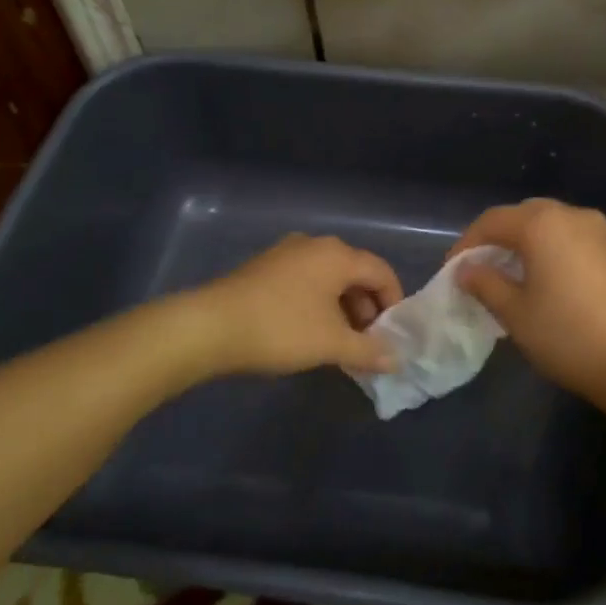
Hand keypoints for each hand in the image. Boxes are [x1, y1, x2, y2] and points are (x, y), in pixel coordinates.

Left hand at [190, 234, 402, 376]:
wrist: (209, 327)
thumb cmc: (281, 329)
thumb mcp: (331, 344)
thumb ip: (368, 350)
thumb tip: (395, 359)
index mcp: (337, 255)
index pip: (381, 272)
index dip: (393, 302)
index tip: (392, 334)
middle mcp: (315, 245)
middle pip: (355, 272)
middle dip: (366, 307)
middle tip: (366, 341)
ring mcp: (286, 253)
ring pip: (328, 277)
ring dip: (342, 307)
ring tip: (338, 341)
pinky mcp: (264, 267)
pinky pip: (305, 280)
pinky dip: (317, 302)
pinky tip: (308, 330)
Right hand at [448, 199, 605, 404]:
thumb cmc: (569, 336)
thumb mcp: (516, 314)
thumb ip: (486, 284)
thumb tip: (466, 270)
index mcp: (543, 224)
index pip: (493, 221)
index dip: (467, 243)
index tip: (453, 271)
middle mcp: (574, 216)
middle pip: (526, 215)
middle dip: (500, 237)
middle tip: (483, 268)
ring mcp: (604, 232)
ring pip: (555, 226)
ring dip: (530, 243)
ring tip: (515, 276)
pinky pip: (577, 241)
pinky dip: (557, 252)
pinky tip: (553, 284)